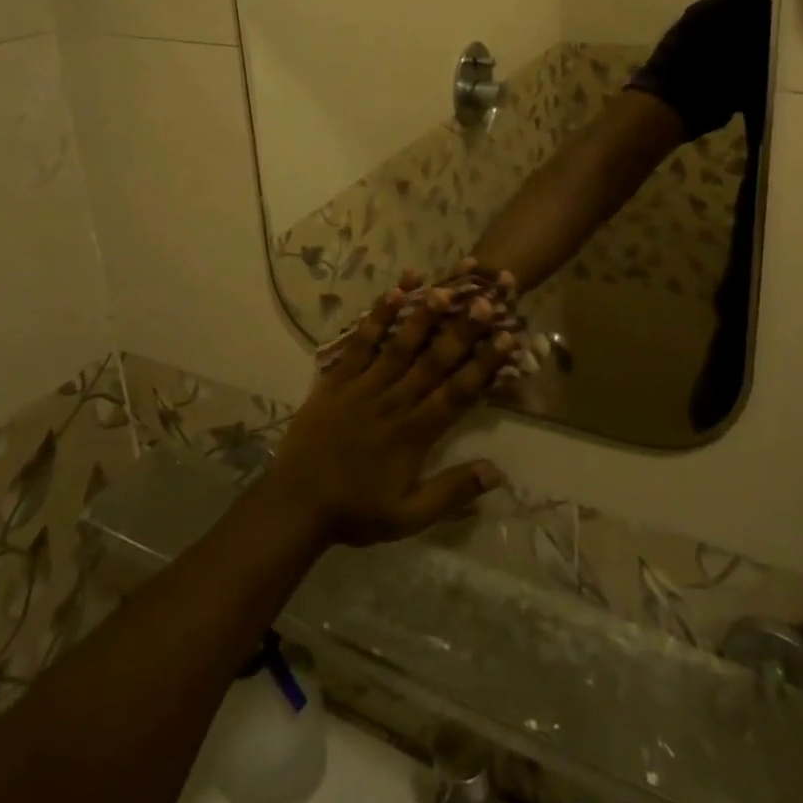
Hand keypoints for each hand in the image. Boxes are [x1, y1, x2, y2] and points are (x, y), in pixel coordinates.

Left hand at [266, 275, 513, 546]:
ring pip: (400, 344)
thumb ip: (452, 491)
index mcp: (415, 433)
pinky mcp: (337, 378)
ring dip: (423, 315)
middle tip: (486, 299)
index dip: (484, 364)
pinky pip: (360, 342)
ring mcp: (364, 385)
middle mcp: (394, 401)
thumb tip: (498, 471)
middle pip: (434, 360)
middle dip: (462, 329)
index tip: (508, 337)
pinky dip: (376, 316)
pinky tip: (393, 291)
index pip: (457, 392)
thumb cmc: (356, 511)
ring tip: (445, 287)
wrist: (294, 505)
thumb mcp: (408, 516)